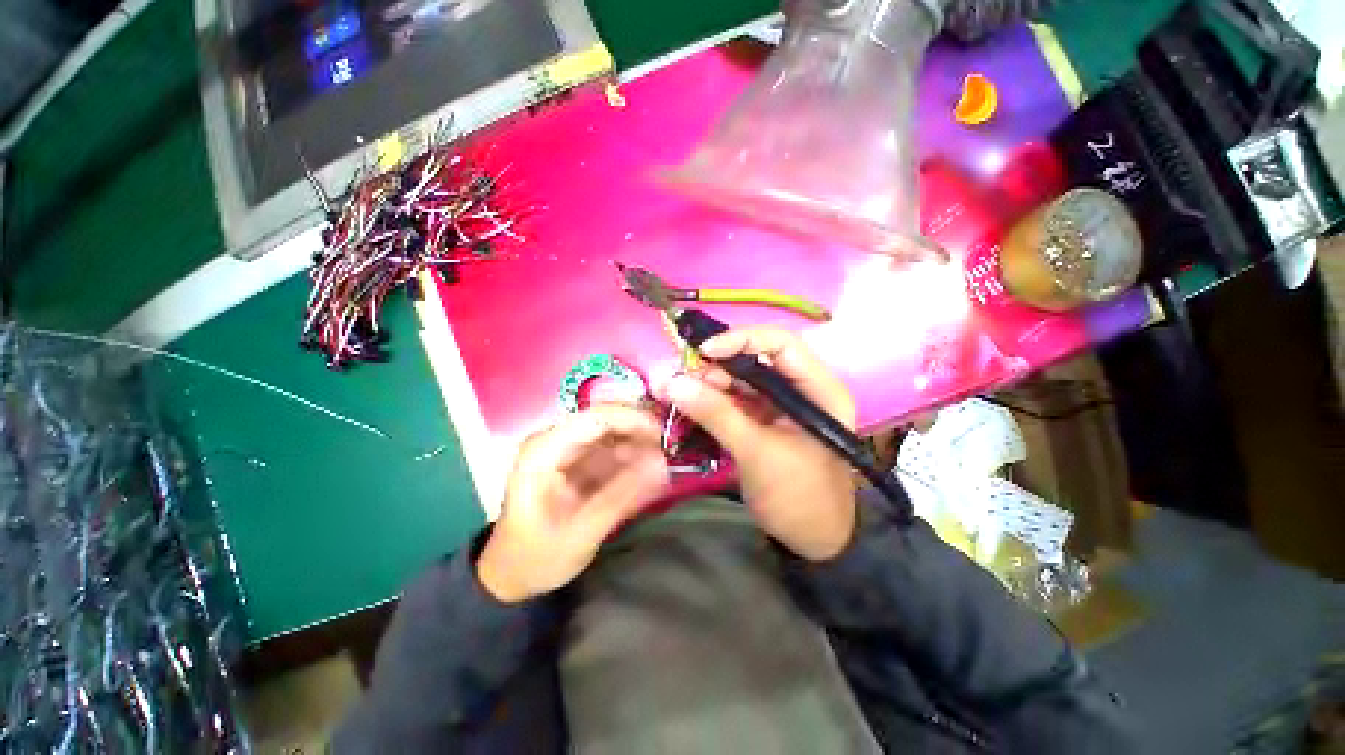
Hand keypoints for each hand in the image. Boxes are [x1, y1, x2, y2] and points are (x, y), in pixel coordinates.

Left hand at [477, 406, 668, 601]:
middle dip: (642, 431)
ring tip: (668, 463)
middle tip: (674, 449)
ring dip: (642, 445)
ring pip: (615, 433)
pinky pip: (614, 451)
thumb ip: (621, 497)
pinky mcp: (580, 461)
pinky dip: (634, 459)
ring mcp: (569, 450)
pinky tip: (653, 472)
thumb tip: (662, 465)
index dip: (634, 419)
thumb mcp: (579, 534)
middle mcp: (556, 440)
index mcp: (544, 450)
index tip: (667, 435)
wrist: (512, 574)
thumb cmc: (535, 557)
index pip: (595, 417)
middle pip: (608, 420)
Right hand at [656, 329, 858, 561]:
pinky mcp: (766, 422)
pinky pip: (737, 402)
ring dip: (712, 384)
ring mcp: (782, 406)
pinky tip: (692, 405)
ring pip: (743, 381)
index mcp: (818, 390)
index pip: (781, 345)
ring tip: (682, 394)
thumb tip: (673, 383)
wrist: (813, 540)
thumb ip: (716, 415)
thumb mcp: (757, 453)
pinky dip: (714, 402)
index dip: (742, 340)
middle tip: (685, 380)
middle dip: (719, 367)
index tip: (704, 352)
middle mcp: (802, 390)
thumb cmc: (798, 496)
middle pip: (757, 361)